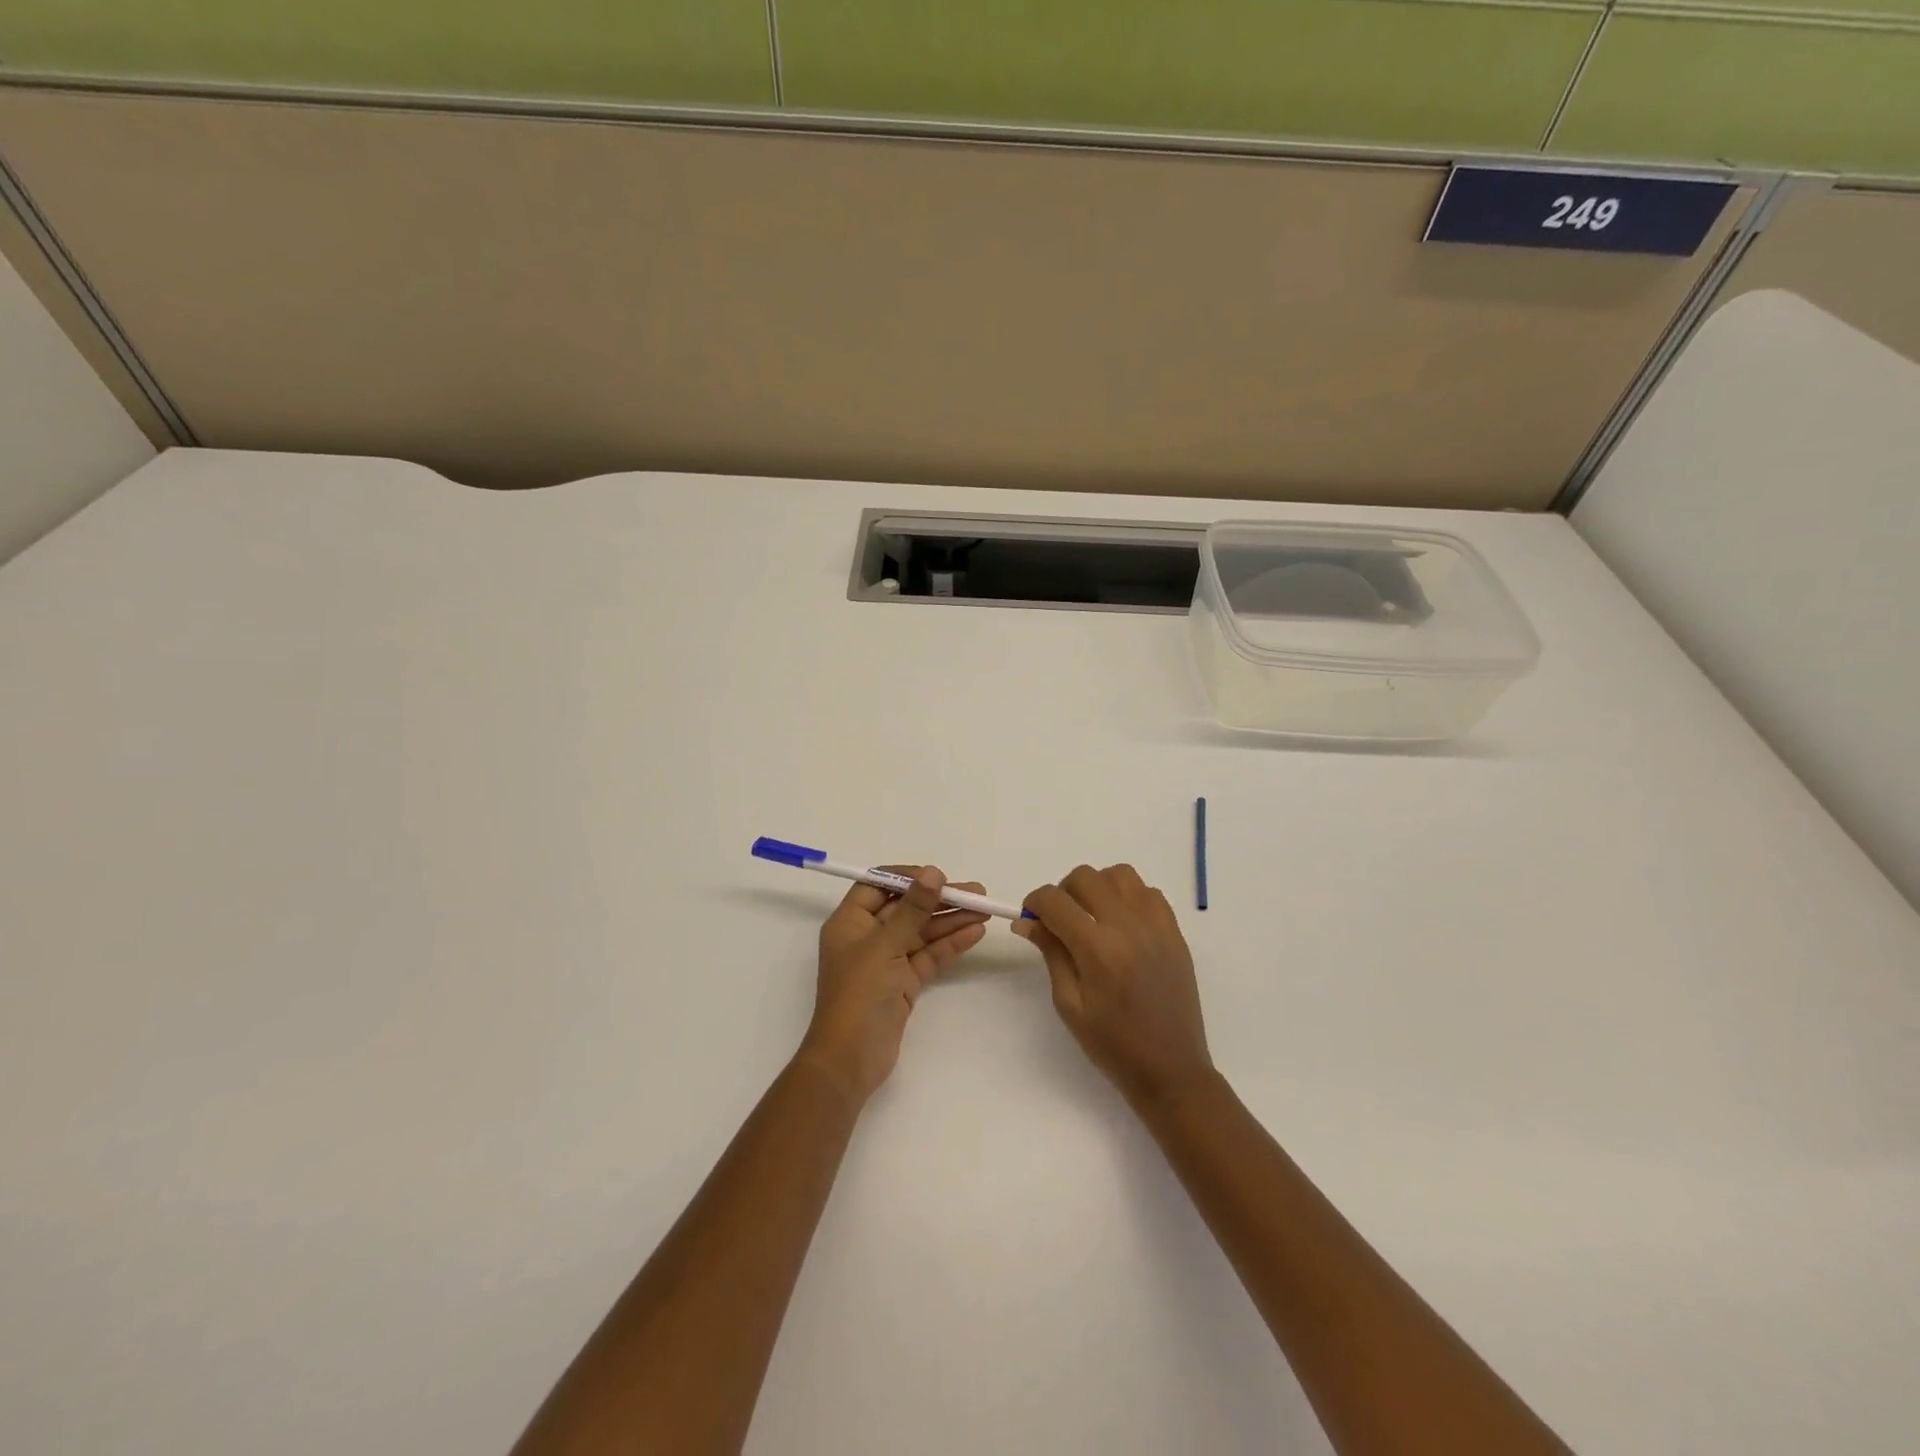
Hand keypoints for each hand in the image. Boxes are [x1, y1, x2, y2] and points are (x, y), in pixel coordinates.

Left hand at [797, 867, 988, 1107]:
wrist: (851, 1060)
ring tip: (984, 910)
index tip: (939, 875)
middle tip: (976, 892)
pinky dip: (950, 944)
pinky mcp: (903, 982)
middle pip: (906, 908)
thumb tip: (933, 873)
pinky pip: (928, 955)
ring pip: (921, 932)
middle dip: (939, 899)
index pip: (878, 885)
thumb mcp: (885, 945)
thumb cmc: (859, 994)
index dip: (908, 877)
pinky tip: (975, 932)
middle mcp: (867, 937)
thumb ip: (912, 909)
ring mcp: (886, 961)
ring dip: (951, 920)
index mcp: (850, 922)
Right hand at [1017, 864, 1213, 1111]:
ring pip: (1119, 874)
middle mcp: (1128, 926)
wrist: (1171, 1069)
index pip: (1055, 900)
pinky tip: (1122, 925)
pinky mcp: (1175, 932)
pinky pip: (1148, 892)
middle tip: (1060, 921)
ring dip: (1098, 887)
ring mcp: (1156, 925)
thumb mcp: (1069, 1004)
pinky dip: (1129, 897)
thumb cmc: (1112, 1045)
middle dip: (1063, 892)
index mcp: (1097, 949)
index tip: (1031, 918)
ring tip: (1093, 917)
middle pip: (1085, 877)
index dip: (1035, 903)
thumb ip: (1051, 953)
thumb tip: (1027, 921)